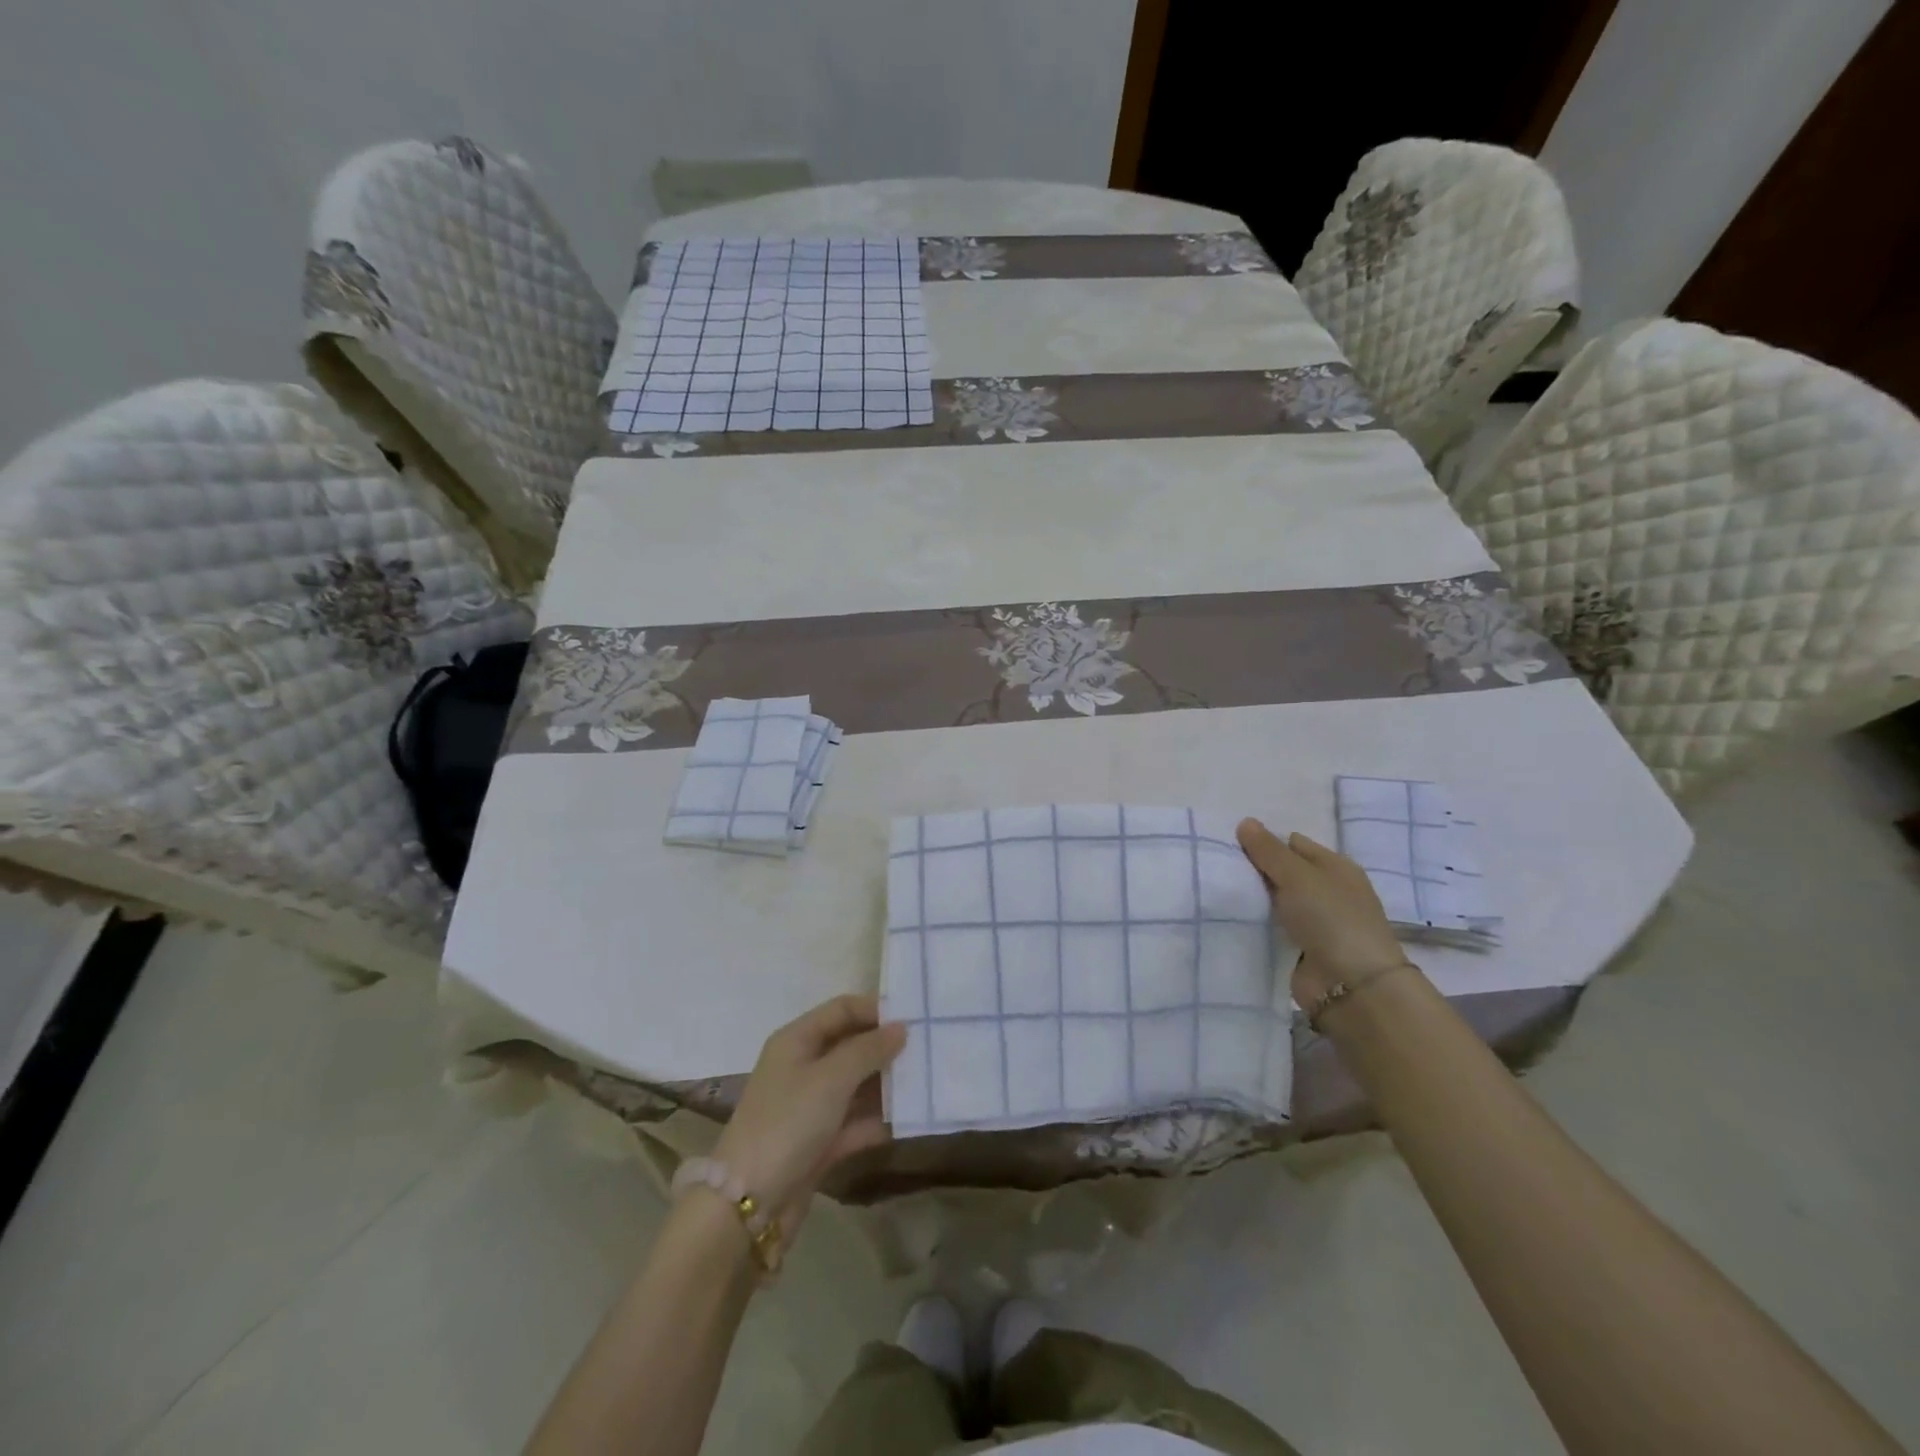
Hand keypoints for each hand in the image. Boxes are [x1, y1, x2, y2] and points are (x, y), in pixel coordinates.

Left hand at [713, 994, 904, 1228]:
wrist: (749, 1205)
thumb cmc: (788, 1123)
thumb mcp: (831, 1078)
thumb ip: (869, 1049)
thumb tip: (901, 1027)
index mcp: (797, 1040)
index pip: (842, 1009)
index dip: (876, 1009)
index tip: (915, 1017)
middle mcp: (803, 1066)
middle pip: (851, 1045)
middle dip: (886, 1047)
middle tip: (928, 1049)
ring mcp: (811, 1106)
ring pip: (857, 1084)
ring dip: (887, 1084)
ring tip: (927, 1081)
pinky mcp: (819, 1142)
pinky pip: (856, 1121)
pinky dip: (878, 1120)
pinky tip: (910, 1119)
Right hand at [1236, 818, 1409, 1007]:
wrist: (1351, 985)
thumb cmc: (1330, 918)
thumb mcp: (1297, 875)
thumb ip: (1268, 850)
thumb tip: (1245, 822)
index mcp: (1335, 867)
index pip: (1293, 844)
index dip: (1264, 842)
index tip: (1230, 846)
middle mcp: (1327, 891)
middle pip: (1283, 872)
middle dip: (1254, 870)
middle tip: (1217, 866)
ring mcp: (1315, 922)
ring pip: (1274, 901)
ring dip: (1252, 899)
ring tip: (1214, 889)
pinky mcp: (1301, 948)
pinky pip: (1271, 927)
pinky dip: (1255, 924)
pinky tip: (1228, 918)